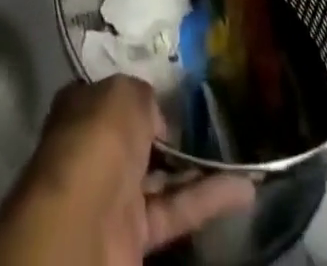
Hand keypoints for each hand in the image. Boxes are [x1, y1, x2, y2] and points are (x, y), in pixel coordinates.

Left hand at [0, 78, 254, 263]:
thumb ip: (143, 98)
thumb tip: (155, 118)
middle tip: (211, 121)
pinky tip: (244, 189)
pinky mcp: (136, 235)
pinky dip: (209, 200)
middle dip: (169, 132)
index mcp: (82, 106)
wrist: (84, 220)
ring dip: (199, 168)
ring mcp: (114, 193)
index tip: (171, 91)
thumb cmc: (98, 137)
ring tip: (239, 154)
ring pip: (162, 176)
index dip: (139, 94)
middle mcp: (95, 147)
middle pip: (136, 137)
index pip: (112, 95)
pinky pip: (177, 211)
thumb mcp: (124, 93)